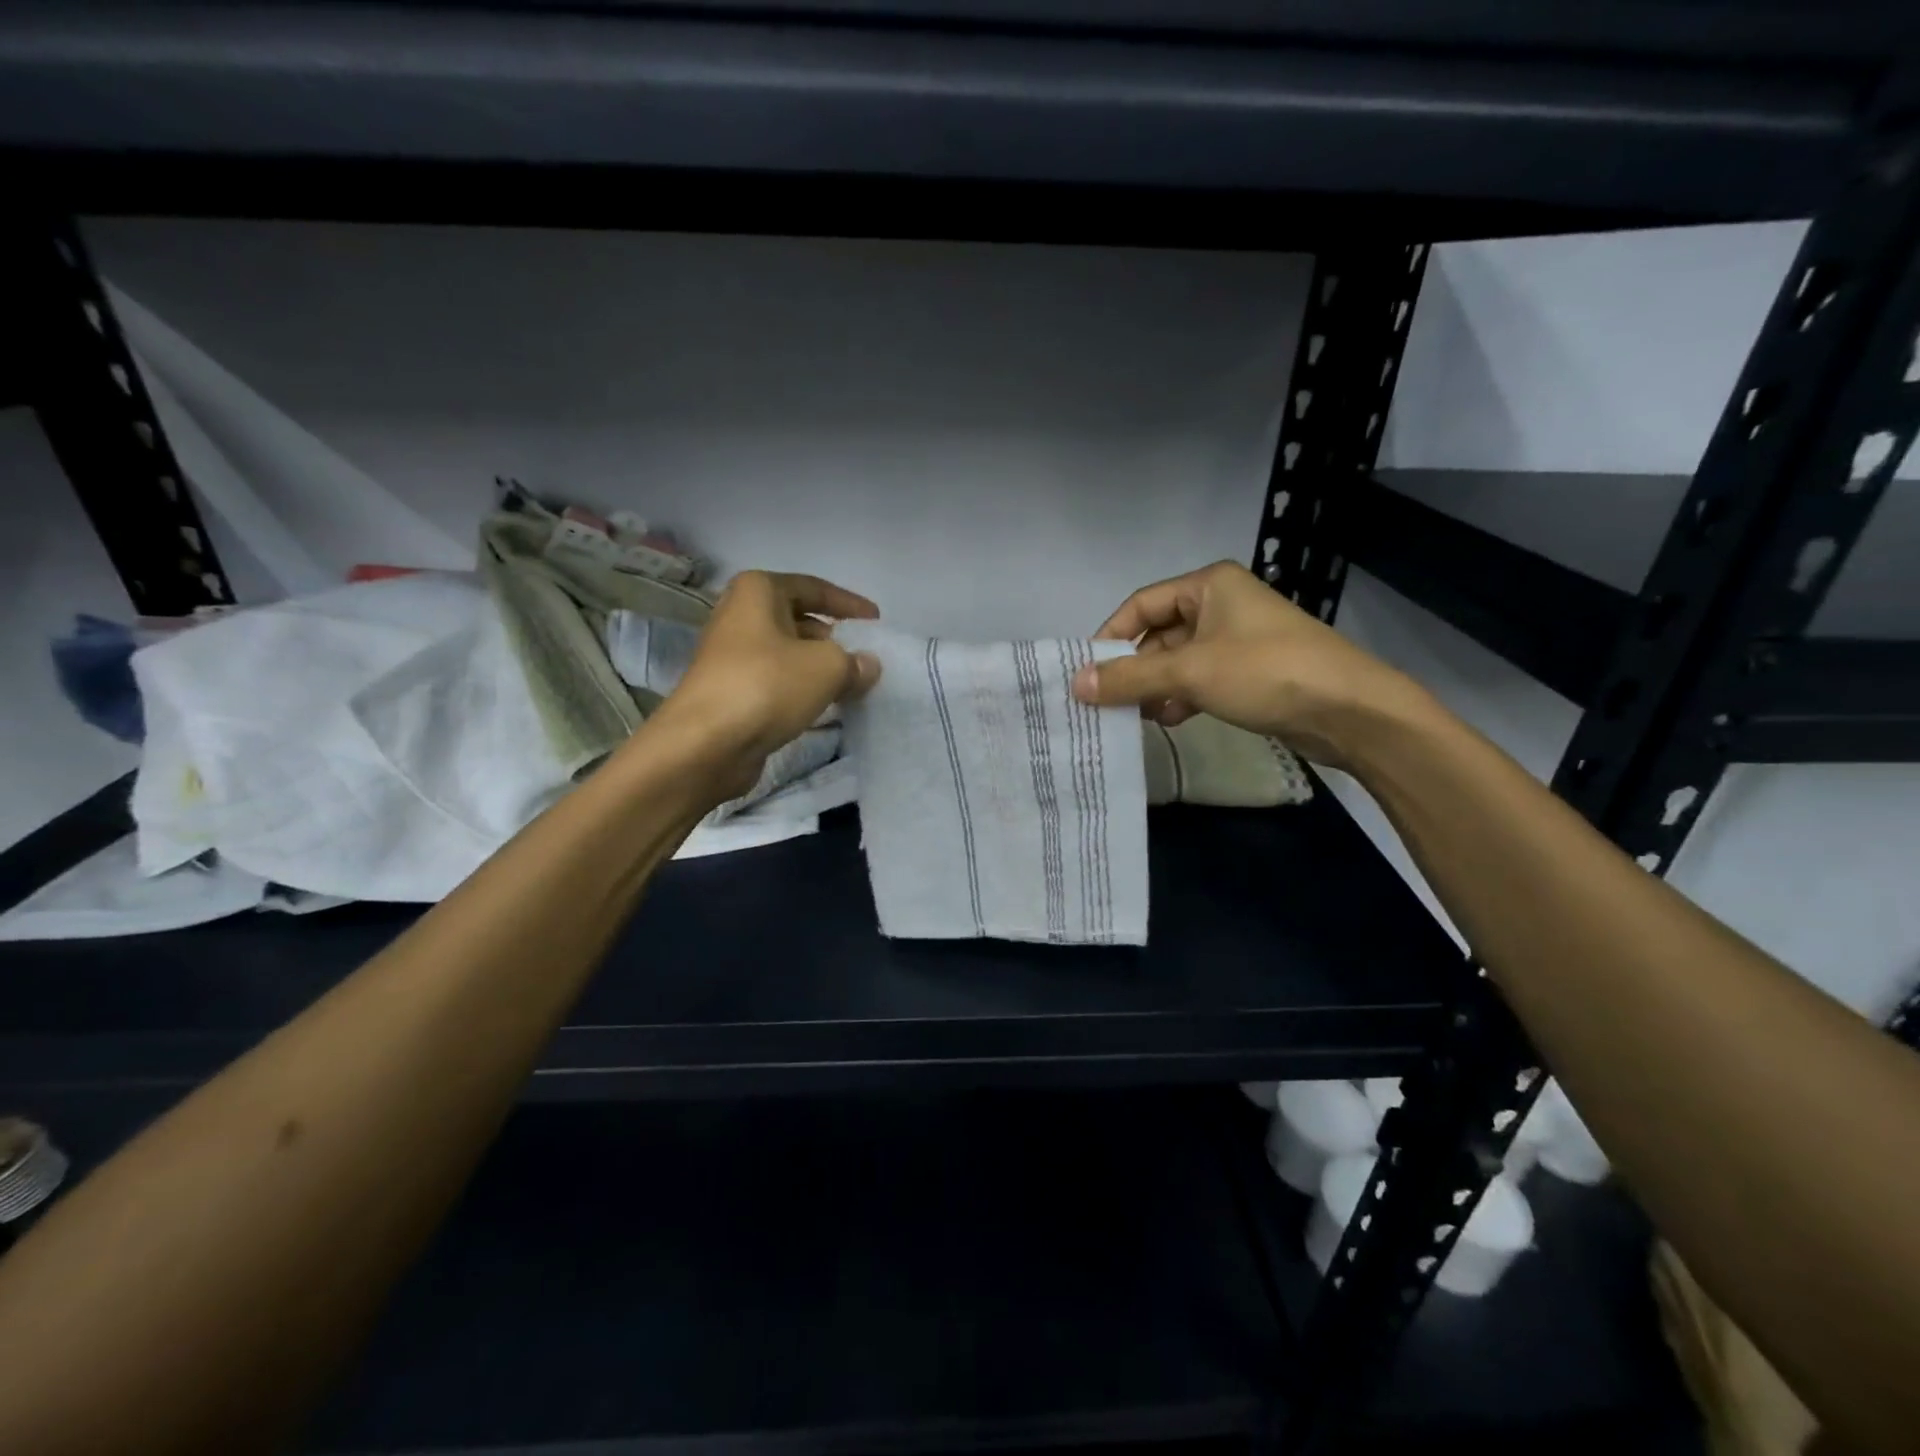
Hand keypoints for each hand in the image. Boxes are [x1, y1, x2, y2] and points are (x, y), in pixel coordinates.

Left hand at [642, 571, 881, 798]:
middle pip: (798, 620)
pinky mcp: (731, 692)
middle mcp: (740, 616)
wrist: (705, 744)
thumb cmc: (767, 686)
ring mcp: (731, 656)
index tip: (876, 621)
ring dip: (819, 667)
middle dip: (834, 638)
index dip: (848, 603)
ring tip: (853, 684)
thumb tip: (868, 665)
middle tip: (865, 657)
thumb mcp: (827, 667)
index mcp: (758, 591)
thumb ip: (855, 662)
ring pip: (788, 654)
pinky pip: (777, 682)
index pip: (813, 587)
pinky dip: (802, 690)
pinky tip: (825, 706)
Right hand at [1070, 560, 1420, 767]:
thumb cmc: (1265, 672)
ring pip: (1178, 661)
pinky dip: (1182, 696)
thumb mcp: (1190, 671)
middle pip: (1158, 634)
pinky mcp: (1249, 671)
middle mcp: (1221, 604)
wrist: (1349, 710)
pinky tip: (1173, 720)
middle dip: (1134, 669)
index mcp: (1209, 584)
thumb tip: (1075, 685)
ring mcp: (1237, 639)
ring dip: (1156, 687)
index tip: (1087, 672)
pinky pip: (1200, 679)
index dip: (1110, 636)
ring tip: (1139, 716)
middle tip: (1107, 703)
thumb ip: (1130, 677)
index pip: (1141, 604)